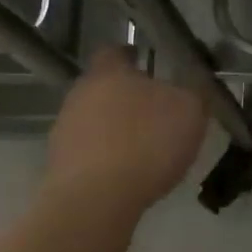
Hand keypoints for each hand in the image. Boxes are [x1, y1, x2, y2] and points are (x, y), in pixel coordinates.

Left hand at [44, 48, 207, 218]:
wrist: (95, 200)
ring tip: (142, 151)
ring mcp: (65, 129)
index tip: (148, 66)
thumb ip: (192, 92)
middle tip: (155, 114)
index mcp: (109, 72)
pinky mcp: (59, 163)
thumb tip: (190, 86)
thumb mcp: (189, 112)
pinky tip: (125, 176)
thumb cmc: (146, 143)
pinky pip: (88, 153)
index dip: (132, 57)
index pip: (116, 51)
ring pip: (94, 121)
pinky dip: (105, 159)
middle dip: (126, 98)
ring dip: (114, 130)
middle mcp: (80, 93)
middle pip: (104, 88)